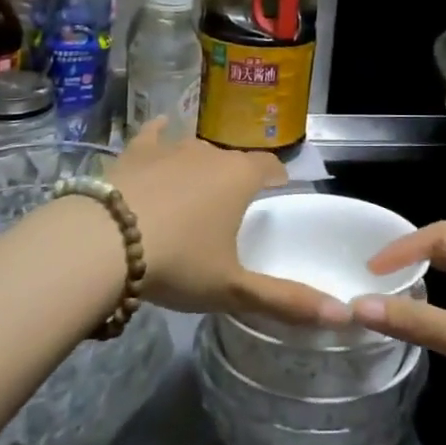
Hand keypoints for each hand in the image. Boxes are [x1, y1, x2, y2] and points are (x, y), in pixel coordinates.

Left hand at [105, 121, 347, 328]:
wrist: (101, 243)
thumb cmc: (177, 263)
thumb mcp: (232, 290)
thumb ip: (286, 301)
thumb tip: (344, 316)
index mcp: (240, 178)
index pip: (270, 167)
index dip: (276, 178)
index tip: (277, 191)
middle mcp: (210, 153)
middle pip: (233, 159)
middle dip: (236, 177)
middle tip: (231, 207)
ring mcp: (170, 148)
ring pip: (196, 148)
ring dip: (201, 164)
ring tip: (197, 187)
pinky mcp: (135, 152)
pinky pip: (154, 134)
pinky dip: (161, 133)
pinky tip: (162, 129)